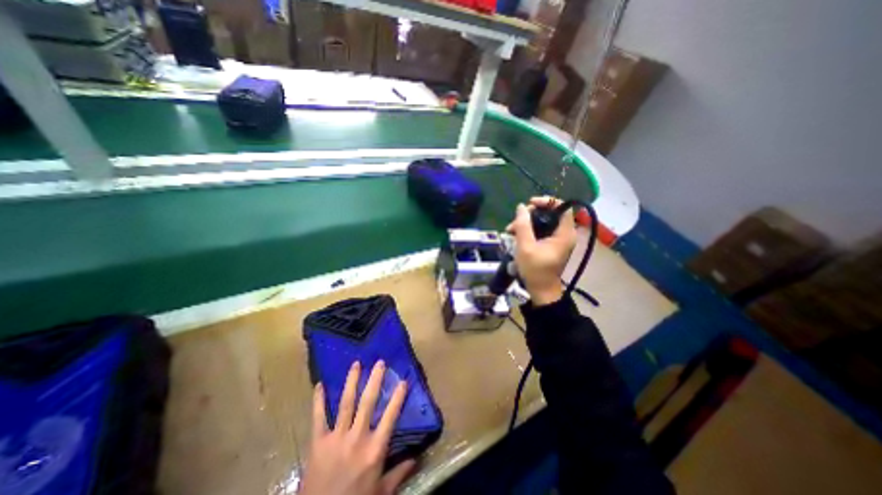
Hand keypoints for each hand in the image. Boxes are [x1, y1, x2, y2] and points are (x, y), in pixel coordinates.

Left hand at [302, 361, 415, 493]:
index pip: (391, 416)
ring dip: (352, 382)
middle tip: (379, 362)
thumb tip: (417, 457)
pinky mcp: (317, 443)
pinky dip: (318, 401)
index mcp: (375, 449)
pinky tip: (320, 385)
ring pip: (346, 403)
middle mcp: (357, 438)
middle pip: (368, 402)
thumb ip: (399, 473)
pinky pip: (318, 418)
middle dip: (375, 380)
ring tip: (356, 364)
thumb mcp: (381, 493)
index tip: (403, 380)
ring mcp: (336, 438)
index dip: (398, 397)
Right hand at [504, 196, 579, 305]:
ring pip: (544, 221)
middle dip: (532, 213)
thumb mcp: (525, 247)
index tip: (530, 204)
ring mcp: (558, 240)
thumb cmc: (535, 270)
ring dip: (527, 222)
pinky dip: (529, 230)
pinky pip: (542, 230)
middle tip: (517, 219)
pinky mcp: (551, 244)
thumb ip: (523, 225)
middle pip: (551, 213)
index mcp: (564, 234)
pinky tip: (515, 234)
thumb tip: (521, 207)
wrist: (541, 290)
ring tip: (510, 229)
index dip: (547, 201)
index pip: (563, 207)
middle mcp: (565, 234)